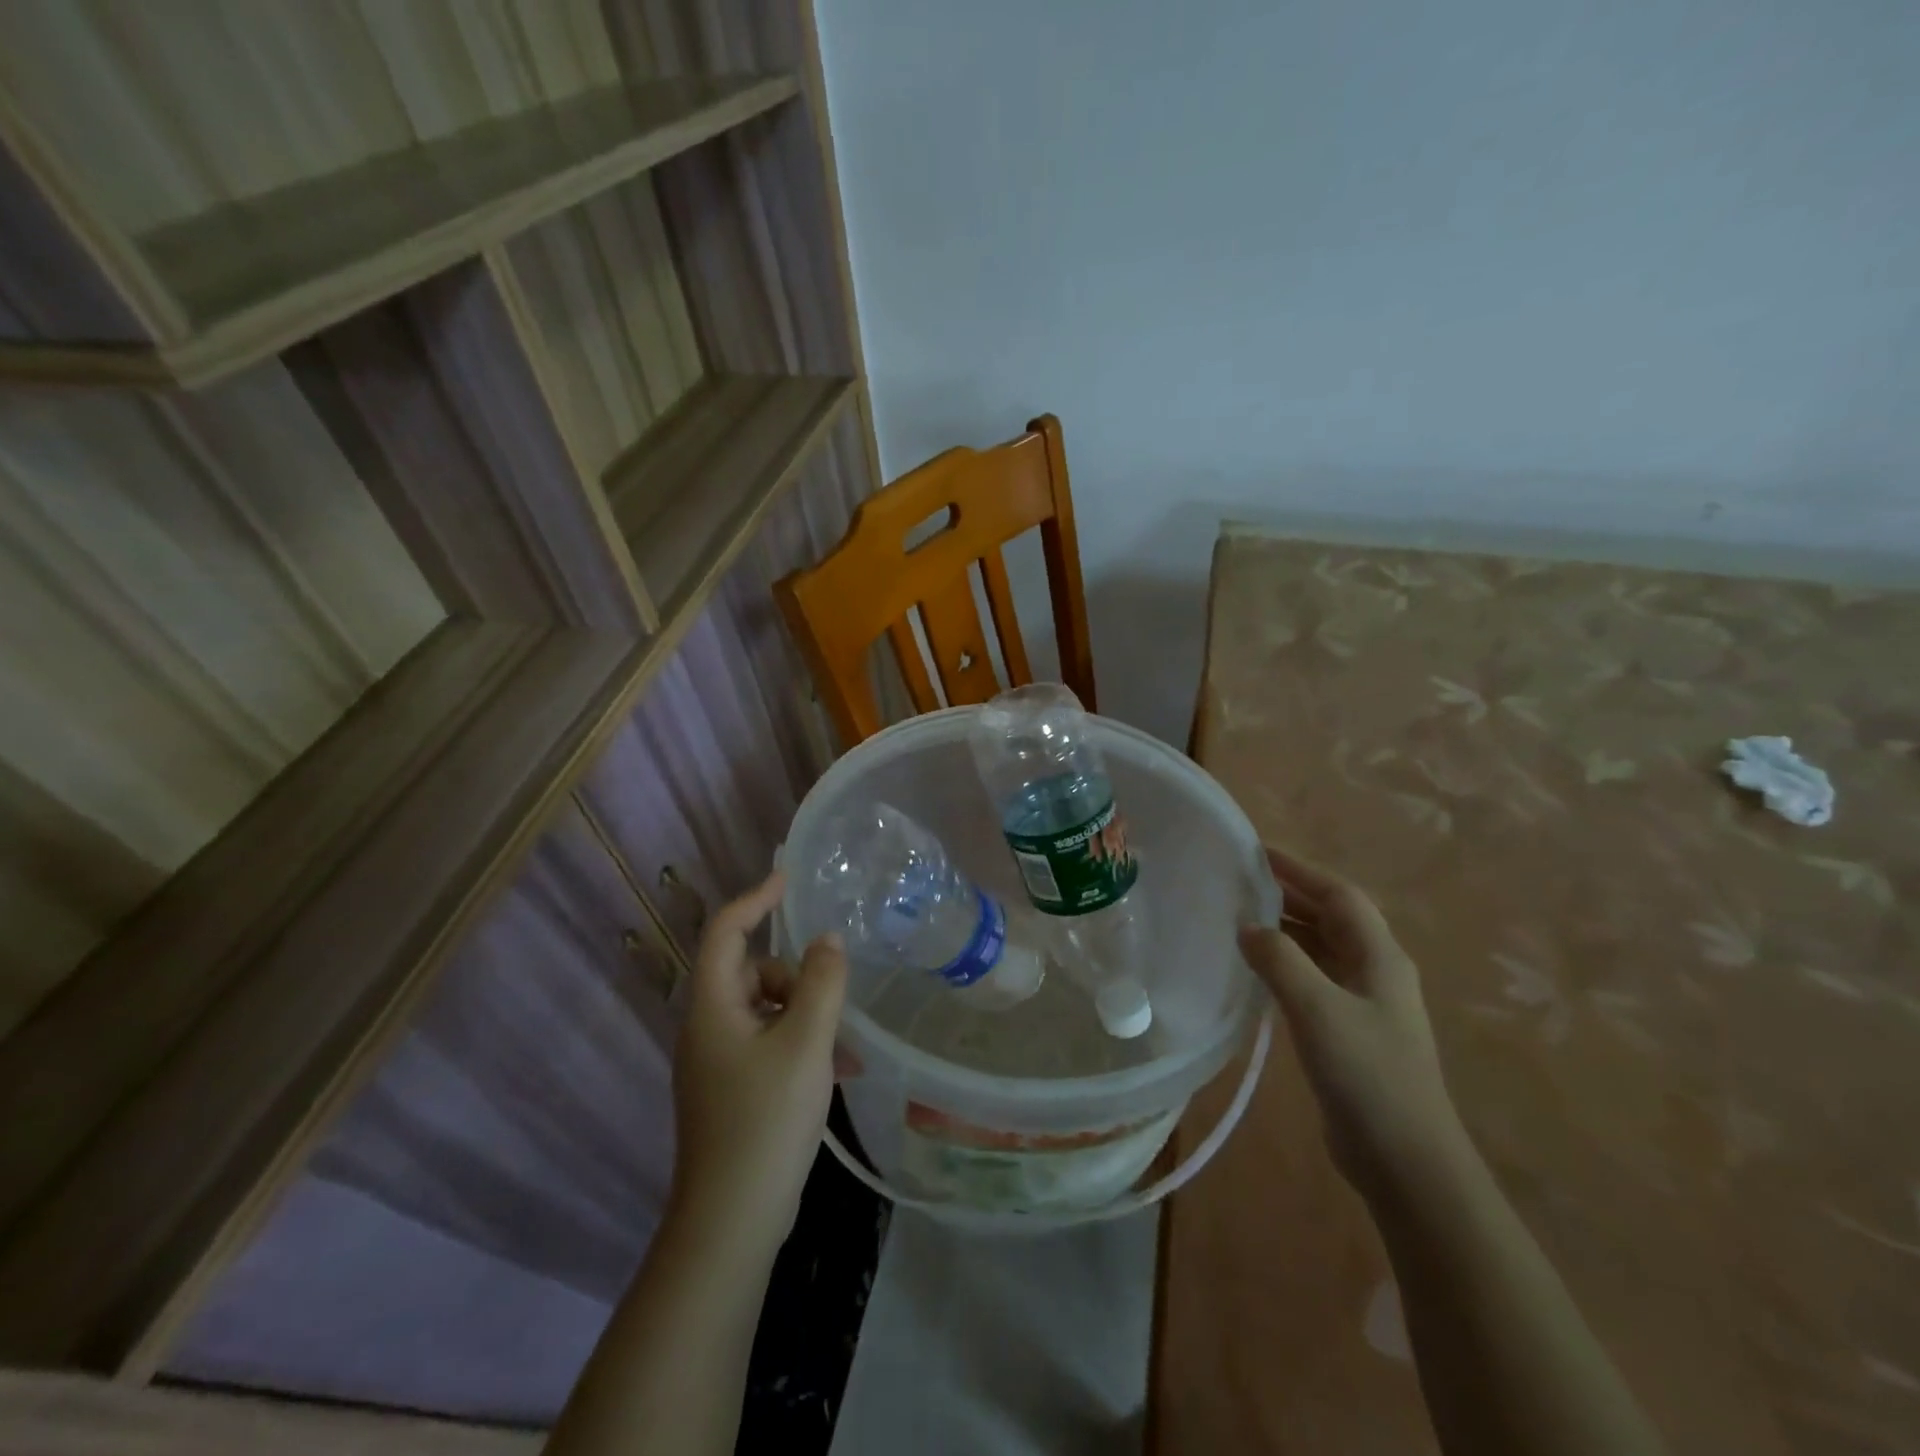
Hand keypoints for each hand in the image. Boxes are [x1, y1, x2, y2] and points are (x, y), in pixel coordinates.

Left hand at [669, 871, 847, 1257]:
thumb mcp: (806, 1043)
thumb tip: (827, 939)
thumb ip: (821, 983)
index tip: (789, 880)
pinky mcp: (731, 1090)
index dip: (755, 899)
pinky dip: (799, 1045)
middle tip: (831, 1008)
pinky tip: (835, 1072)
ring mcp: (717, 1062)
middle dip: (796, 978)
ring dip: (805, 1016)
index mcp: (713, 1007)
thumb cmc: (766, 1121)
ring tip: (843, 1050)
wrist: (730, 1222)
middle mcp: (707, 1028)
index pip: (725, 931)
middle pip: (752, 972)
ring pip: (766, 1011)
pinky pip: (768, 1044)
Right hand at [1238, 846, 1468, 1198]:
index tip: (1256, 852)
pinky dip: (1284, 964)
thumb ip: (1279, 960)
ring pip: (1320, 948)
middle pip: (1330, 917)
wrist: (1406, 1162)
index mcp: (1379, 956)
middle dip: (1288, 895)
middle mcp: (1375, 971)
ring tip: (1238, 918)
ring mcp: (1364, 1003)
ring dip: (1284, 929)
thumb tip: (1246, 926)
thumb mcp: (1318, 1009)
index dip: (1299, 869)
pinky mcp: (1348, 1032)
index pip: (1338, 894)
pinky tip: (1254, 970)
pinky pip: (1312, 979)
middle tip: (1238, 882)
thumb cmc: (1367, 1075)